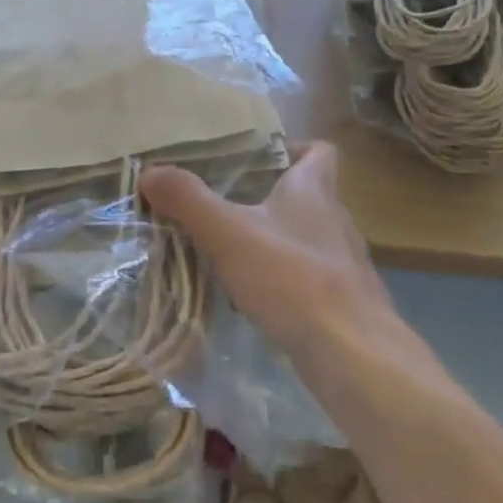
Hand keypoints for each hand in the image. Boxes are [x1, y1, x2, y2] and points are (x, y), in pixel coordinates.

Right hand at [139, 142, 392, 364]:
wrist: (353, 354)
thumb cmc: (292, 277)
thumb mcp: (228, 233)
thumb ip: (188, 200)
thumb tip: (149, 171)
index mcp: (315, 190)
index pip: (321, 151)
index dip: (294, 148)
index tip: (258, 159)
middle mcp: (336, 219)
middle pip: (309, 193)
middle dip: (270, 196)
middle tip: (227, 203)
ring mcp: (344, 262)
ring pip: (307, 237)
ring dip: (276, 238)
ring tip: (234, 249)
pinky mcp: (344, 300)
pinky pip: (310, 276)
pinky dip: (285, 278)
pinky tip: (257, 295)